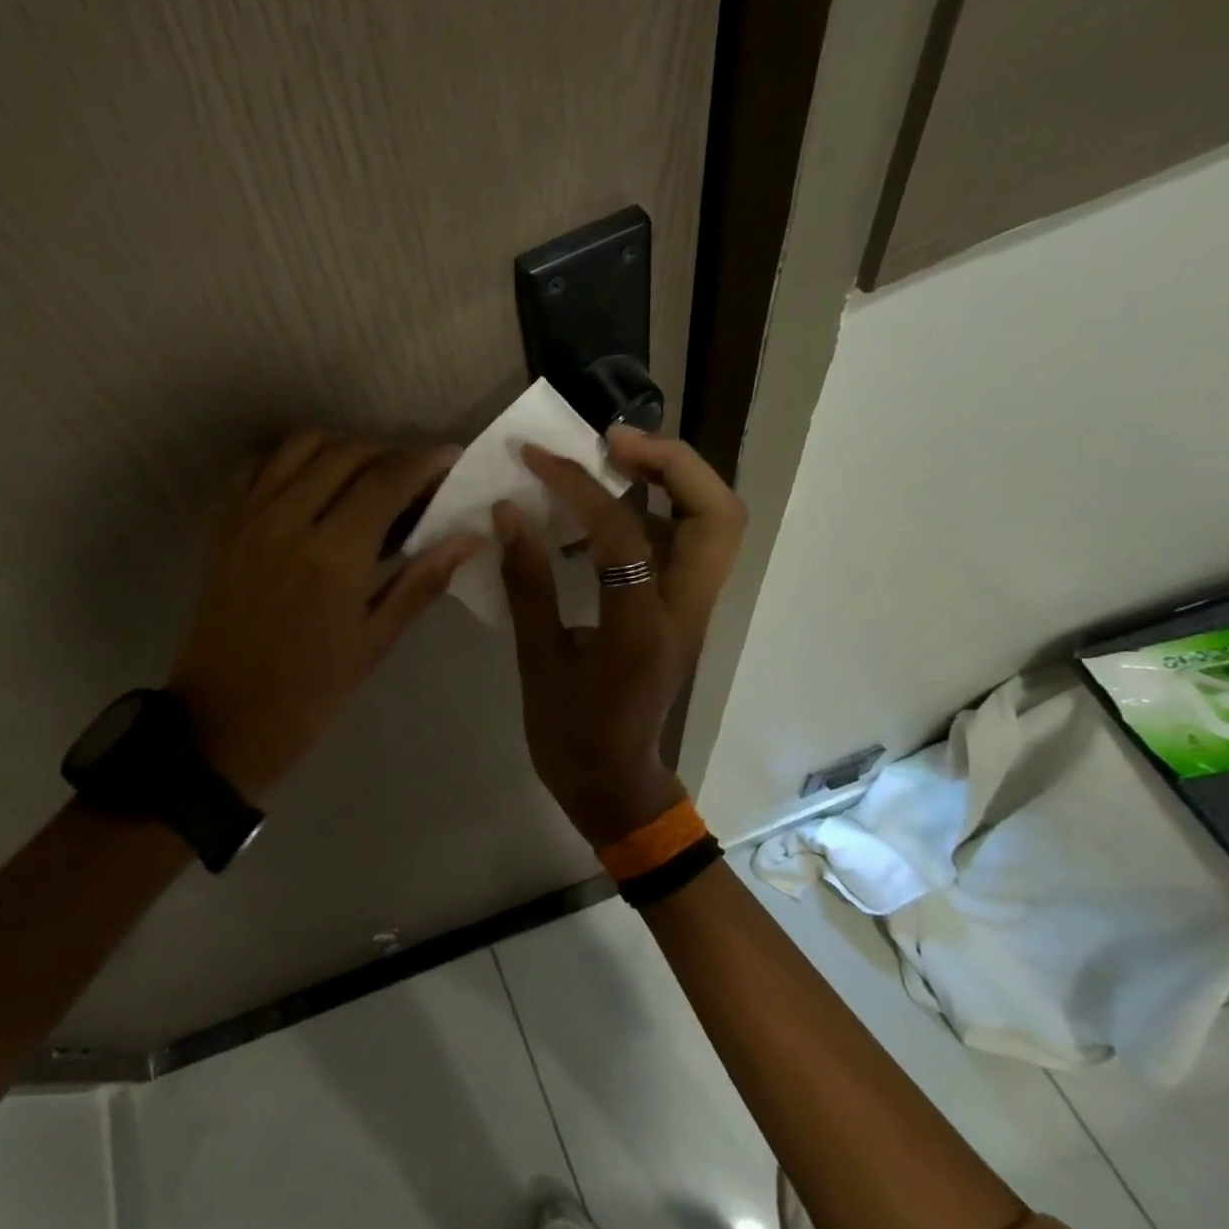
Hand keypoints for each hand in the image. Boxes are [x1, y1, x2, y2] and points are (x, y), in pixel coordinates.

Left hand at [170, 431, 487, 799]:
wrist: (221, 719)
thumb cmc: (308, 693)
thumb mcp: (373, 642)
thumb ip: (421, 581)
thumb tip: (471, 539)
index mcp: (333, 556)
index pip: (387, 480)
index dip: (424, 461)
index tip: (449, 459)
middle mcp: (287, 521)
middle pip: (347, 452)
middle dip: (390, 452)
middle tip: (414, 476)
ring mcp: (248, 517)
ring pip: (301, 445)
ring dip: (343, 447)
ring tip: (367, 474)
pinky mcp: (222, 524)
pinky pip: (259, 465)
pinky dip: (293, 459)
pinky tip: (313, 483)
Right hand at [496, 425, 745, 846]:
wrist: (616, 787)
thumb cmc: (571, 735)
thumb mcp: (538, 662)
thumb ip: (527, 584)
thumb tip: (509, 513)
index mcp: (642, 628)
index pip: (624, 532)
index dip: (580, 485)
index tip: (536, 459)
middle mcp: (684, 610)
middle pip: (718, 513)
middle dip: (671, 462)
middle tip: (613, 441)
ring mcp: (692, 611)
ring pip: (715, 524)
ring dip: (673, 480)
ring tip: (614, 459)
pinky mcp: (681, 612)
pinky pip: (687, 544)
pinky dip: (657, 510)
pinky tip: (608, 513)